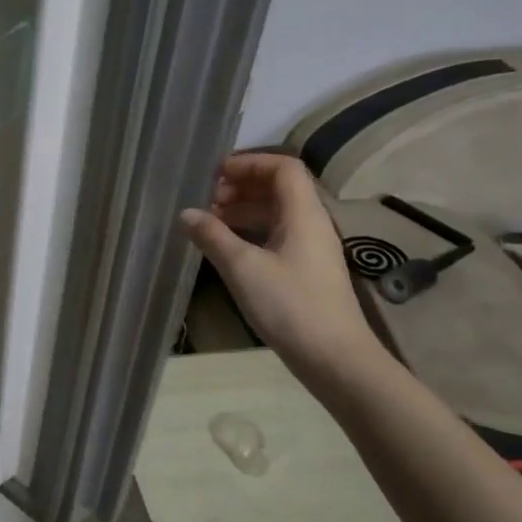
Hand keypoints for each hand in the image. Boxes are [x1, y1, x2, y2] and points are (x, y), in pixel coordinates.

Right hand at [179, 153, 381, 379]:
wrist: (334, 358)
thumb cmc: (290, 306)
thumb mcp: (243, 268)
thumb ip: (212, 236)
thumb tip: (186, 214)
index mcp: (303, 213)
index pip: (283, 167)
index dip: (250, 163)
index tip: (216, 175)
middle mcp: (311, 223)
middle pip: (279, 188)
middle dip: (242, 187)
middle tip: (207, 201)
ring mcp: (310, 248)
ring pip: (276, 214)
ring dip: (243, 211)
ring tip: (210, 223)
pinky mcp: (305, 270)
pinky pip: (276, 236)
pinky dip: (251, 232)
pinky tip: (227, 248)